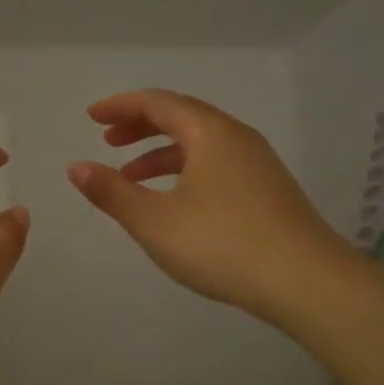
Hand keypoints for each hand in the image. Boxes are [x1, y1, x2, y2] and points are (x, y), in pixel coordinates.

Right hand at [67, 90, 355, 331]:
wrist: (307, 281)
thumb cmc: (223, 244)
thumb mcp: (155, 221)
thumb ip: (112, 192)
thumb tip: (76, 167)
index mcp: (209, 132)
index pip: (157, 103)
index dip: (120, 106)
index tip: (92, 116)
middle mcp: (236, 136)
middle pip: (181, 116)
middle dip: (140, 126)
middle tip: (108, 140)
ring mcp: (257, 162)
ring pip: (200, 142)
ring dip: (161, 152)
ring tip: (130, 176)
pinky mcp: (268, 188)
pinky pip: (216, 162)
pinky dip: (185, 169)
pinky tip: (174, 200)